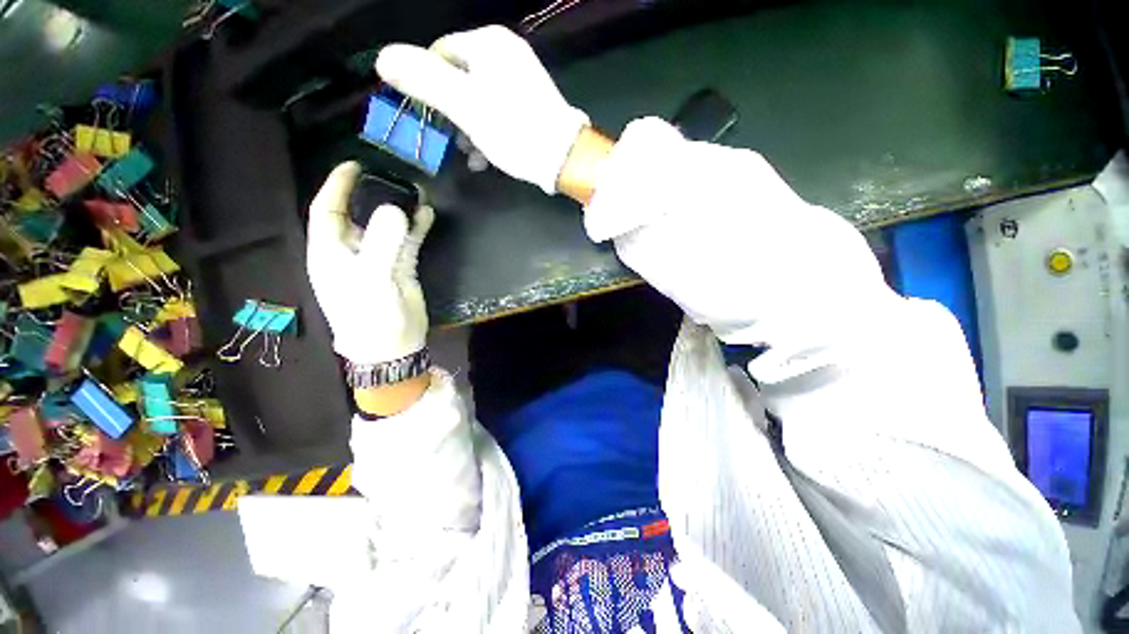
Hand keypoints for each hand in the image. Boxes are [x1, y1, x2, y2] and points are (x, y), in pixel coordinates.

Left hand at [306, 161, 434, 365]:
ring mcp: (379, 259)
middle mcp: (353, 250)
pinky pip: (408, 241)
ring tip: (417, 192)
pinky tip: (427, 215)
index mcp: (331, 251)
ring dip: (400, 210)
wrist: (392, 345)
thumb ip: (383, 243)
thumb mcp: (372, 279)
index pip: (328, 209)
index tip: (355, 165)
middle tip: (394, 176)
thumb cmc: (370, 315)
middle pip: (359, 214)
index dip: (338, 186)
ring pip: (387, 226)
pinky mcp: (400, 268)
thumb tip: (398, 209)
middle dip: (374, 194)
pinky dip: (417, 228)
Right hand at [375, 25, 589, 194]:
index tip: (428, 118)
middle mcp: (506, 54)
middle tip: (451, 141)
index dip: (427, 86)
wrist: (564, 158)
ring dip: (469, 129)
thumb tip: (384, 58)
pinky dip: (489, 133)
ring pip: (480, 100)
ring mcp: (521, 79)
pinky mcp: (531, 105)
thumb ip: (424, 81)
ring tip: (471, 155)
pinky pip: (499, 112)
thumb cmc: (513, 131)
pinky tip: (486, 157)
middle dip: (451, 113)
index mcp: (488, 44)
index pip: (439, 54)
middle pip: (460, 79)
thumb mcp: (464, 106)